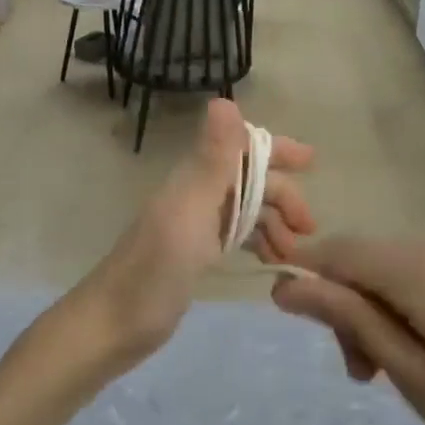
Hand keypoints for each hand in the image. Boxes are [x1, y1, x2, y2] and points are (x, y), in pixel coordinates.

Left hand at [59, 100, 315, 375]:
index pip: (241, 147)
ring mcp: (192, 226)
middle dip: (283, 196)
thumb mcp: (189, 212)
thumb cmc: (154, 270)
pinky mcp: (192, 255)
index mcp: (194, 180)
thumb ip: (211, 160)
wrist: (112, 325)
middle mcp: (194, 195)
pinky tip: (271, 261)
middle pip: (248, 180)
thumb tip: (225, 99)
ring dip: (273, 222)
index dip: (275, 150)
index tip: (312, 162)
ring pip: (244, 209)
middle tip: (310, 230)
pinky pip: (234, 235)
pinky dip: (257, 241)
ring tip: (294, 254)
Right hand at [271, 235, 424, 424]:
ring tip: (415, 371)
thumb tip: (287, 286)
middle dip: (358, 307)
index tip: (288, 309)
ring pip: (417, 268)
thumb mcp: (416, 380)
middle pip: (380, 261)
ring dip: (397, 308)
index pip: (344, 251)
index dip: (308, 273)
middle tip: (366, 374)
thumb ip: (351, 320)